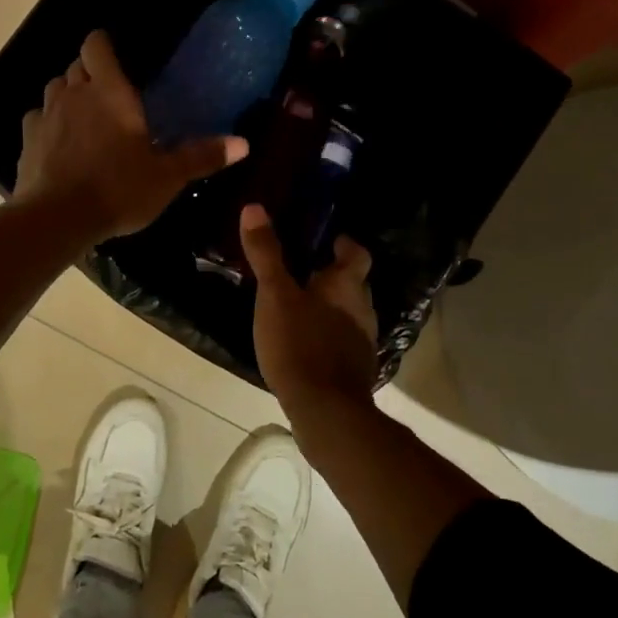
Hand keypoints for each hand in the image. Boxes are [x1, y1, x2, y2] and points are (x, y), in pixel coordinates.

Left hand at [14, 30, 246, 239]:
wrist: (57, 219)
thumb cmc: (118, 189)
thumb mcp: (167, 177)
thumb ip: (202, 156)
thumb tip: (244, 143)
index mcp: (110, 91)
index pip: (96, 45)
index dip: (103, 45)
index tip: (116, 58)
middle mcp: (74, 94)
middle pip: (76, 65)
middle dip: (91, 73)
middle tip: (111, 96)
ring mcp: (46, 116)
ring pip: (54, 89)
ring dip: (68, 95)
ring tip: (85, 118)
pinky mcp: (27, 141)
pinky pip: (37, 119)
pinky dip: (48, 124)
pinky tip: (60, 144)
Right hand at [239, 202, 378, 412]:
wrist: (325, 410)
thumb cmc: (300, 344)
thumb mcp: (274, 296)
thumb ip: (266, 254)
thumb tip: (254, 207)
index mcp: (347, 286)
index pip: (357, 253)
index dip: (344, 244)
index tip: (327, 240)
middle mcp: (363, 309)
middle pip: (353, 284)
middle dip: (332, 276)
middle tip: (302, 271)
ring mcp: (363, 342)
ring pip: (349, 313)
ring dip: (330, 307)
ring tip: (299, 307)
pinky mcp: (355, 369)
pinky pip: (342, 341)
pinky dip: (327, 335)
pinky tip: (305, 343)